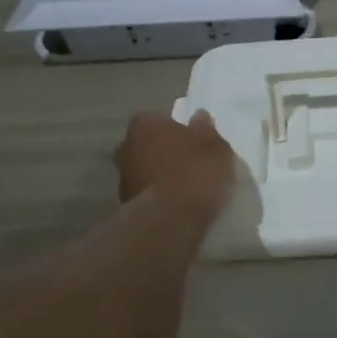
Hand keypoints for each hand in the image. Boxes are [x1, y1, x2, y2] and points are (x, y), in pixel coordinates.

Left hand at [115, 110, 236, 217]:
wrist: (169, 219)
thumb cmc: (195, 172)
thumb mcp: (215, 146)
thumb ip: (206, 129)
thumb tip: (199, 117)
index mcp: (144, 124)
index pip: (160, 119)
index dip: (178, 130)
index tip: (194, 142)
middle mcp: (125, 146)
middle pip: (149, 144)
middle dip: (165, 152)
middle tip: (191, 164)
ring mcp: (122, 177)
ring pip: (145, 169)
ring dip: (160, 175)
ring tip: (186, 189)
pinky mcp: (124, 205)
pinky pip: (147, 193)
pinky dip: (158, 196)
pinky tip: (177, 206)